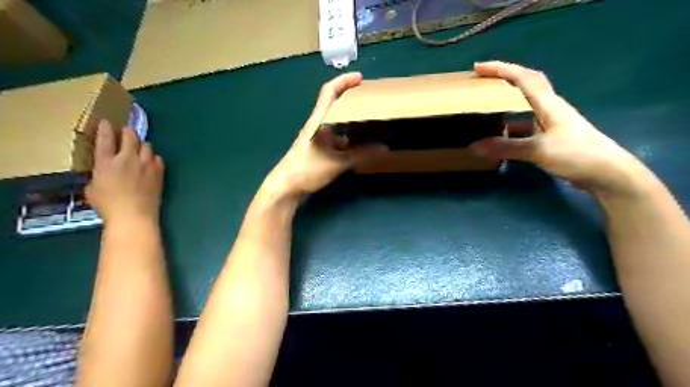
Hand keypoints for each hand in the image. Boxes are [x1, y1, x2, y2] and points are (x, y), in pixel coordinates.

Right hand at [87, 119, 164, 222]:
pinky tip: (150, 162)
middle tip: (125, 133)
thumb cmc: (108, 205)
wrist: (134, 215)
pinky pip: (157, 158)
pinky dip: (153, 158)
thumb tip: (105, 171)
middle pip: (130, 136)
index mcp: (106, 162)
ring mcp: (146, 164)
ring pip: (146, 145)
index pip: (105, 138)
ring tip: (138, 149)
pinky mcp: (159, 172)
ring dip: (141, 145)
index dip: (105, 128)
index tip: (106, 122)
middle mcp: (127, 159)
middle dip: (127, 132)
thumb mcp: (92, 188)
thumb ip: (98, 174)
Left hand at [262, 72, 385, 197]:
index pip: (329, 92)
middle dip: (351, 100)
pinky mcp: (318, 151)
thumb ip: (360, 155)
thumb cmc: (307, 169)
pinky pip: (336, 138)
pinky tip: (359, 145)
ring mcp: (317, 139)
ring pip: (336, 123)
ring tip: (369, 122)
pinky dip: (348, 138)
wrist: (285, 187)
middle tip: (370, 101)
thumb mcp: (337, 162)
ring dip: (351, 121)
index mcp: (318, 121)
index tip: (360, 78)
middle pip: (334, 105)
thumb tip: (383, 148)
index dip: (343, 81)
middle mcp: (317, 126)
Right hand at [473, 62, 652, 198]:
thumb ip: (507, 147)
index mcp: (548, 104)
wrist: (607, 173)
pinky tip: (498, 135)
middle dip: (503, 78)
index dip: (500, 69)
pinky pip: (524, 125)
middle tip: (480, 81)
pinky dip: (509, 126)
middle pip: (525, 85)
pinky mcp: (550, 136)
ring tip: (484, 106)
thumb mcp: (539, 150)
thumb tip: (475, 147)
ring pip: (524, 105)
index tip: (478, 67)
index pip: (523, 78)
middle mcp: (549, 108)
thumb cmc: (577, 154)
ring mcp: (550, 122)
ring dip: (505, 102)